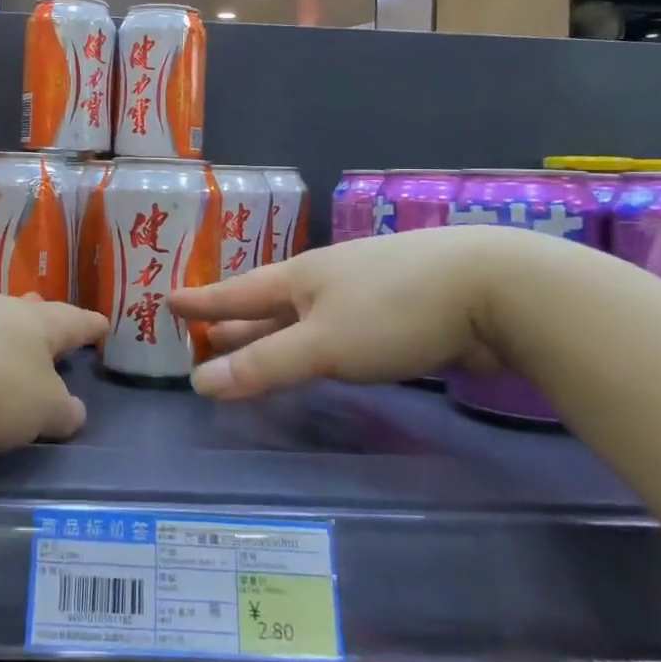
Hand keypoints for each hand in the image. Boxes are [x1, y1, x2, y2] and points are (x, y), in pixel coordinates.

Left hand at [0, 290, 106, 451]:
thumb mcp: (34, 409)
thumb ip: (59, 411)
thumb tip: (75, 410)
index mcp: (36, 324)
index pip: (74, 321)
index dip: (91, 326)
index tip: (104, 324)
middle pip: (28, 313)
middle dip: (42, 323)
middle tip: (52, 326)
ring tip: (4, 350)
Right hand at [166, 225, 527, 398]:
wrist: (492, 289)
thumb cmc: (393, 310)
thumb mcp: (321, 344)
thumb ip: (262, 365)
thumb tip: (198, 382)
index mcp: (301, 278)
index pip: (237, 291)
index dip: (202, 300)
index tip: (168, 299)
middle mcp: (326, 280)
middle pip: (268, 303)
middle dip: (234, 320)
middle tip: (201, 334)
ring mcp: (364, 292)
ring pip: (305, 316)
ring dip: (273, 332)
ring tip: (247, 345)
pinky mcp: (399, 312)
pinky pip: (338, 329)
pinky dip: (315, 343)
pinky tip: (318, 352)